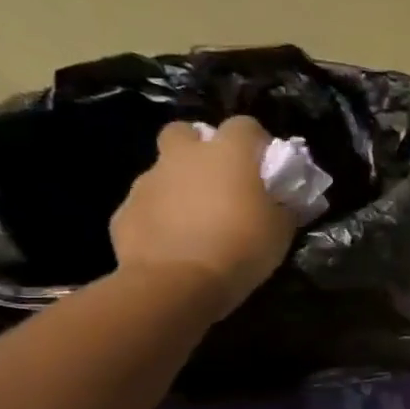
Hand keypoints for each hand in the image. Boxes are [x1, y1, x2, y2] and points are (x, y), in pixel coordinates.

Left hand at [110, 117, 295, 316]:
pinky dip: (161, 217)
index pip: (244, 125)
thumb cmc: (241, 247)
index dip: (255, 141)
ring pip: (164, 170)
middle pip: (185, 131)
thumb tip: (284, 201)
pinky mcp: (125, 211)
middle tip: (219, 179)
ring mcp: (149, 182)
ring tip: (198, 221)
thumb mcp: (281, 229)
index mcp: (228, 154)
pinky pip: (148, 205)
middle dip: (199, 148)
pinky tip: (175, 243)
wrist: (178, 283)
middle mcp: (184, 157)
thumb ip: (283, 206)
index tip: (265, 165)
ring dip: (180, 186)